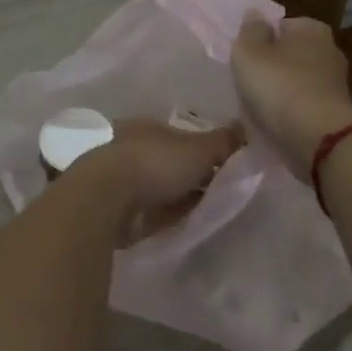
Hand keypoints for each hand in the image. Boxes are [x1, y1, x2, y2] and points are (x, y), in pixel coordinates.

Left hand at [87, 118, 244, 243]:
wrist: (106, 198)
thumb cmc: (154, 163)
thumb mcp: (199, 149)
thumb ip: (224, 141)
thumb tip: (245, 127)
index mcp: (148, 126)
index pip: (180, 136)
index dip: (201, 150)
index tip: (221, 166)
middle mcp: (130, 146)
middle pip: (168, 161)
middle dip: (187, 174)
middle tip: (215, 191)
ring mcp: (118, 178)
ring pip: (156, 185)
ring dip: (174, 196)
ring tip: (201, 211)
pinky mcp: (112, 206)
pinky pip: (146, 210)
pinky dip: (162, 215)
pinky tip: (178, 224)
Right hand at [231, 12, 351, 178]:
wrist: (318, 137)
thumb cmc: (279, 85)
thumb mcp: (249, 52)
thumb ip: (250, 31)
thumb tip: (255, 14)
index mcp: (312, 28)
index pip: (281, 25)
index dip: (261, 40)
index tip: (246, 59)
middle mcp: (330, 50)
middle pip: (291, 54)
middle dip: (273, 66)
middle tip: (249, 82)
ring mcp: (336, 83)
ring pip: (298, 81)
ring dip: (282, 91)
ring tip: (259, 107)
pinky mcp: (336, 111)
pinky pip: (305, 106)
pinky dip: (292, 112)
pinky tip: (276, 123)